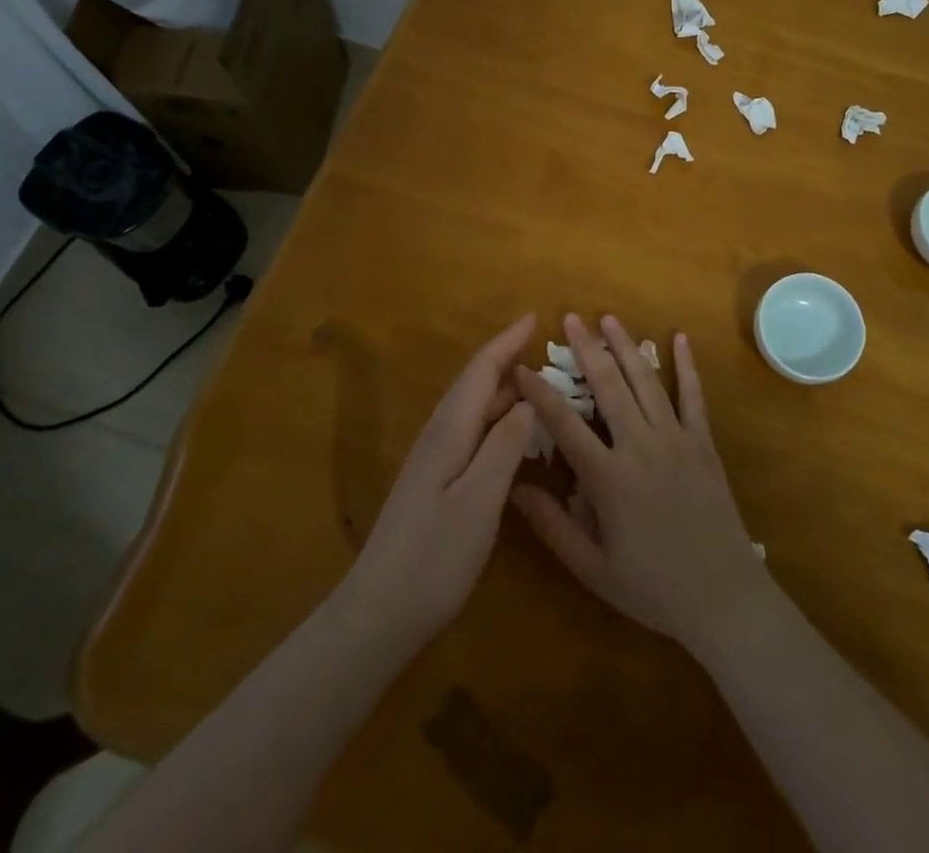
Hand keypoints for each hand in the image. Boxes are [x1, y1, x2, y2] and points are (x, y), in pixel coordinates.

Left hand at [340, 314, 536, 642]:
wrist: (379, 611)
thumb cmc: (435, 556)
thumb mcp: (480, 500)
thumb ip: (506, 446)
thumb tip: (528, 398)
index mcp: (450, 430)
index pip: (481, 370)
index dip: (508, 342)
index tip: (535, 317)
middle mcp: (439, 434)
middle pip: (475, 383)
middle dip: (508, 360)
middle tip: (549, 353)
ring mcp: (433, 458)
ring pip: (472, 406)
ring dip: (502, 388)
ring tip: (538, 384)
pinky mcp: (434, 480)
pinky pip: (470, 430)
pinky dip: (494, 417)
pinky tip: (511, 433)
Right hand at [511, 314, 773, 652]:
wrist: (723, 598)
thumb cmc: (652, 587)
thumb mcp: (592, 568)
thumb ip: (552, 526)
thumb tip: (514, 487)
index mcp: (609, 477)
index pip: (565, 424)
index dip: (540, 394)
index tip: (521, 368)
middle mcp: (641, 446)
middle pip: (609, 386)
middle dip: (587, 349)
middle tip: (570, 318)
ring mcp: (676, 439)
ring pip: (646, 381)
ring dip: (626, 346)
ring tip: (609, 318)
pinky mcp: (702, 442)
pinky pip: (693, 396)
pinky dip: (686, 365)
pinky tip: (679, 338)